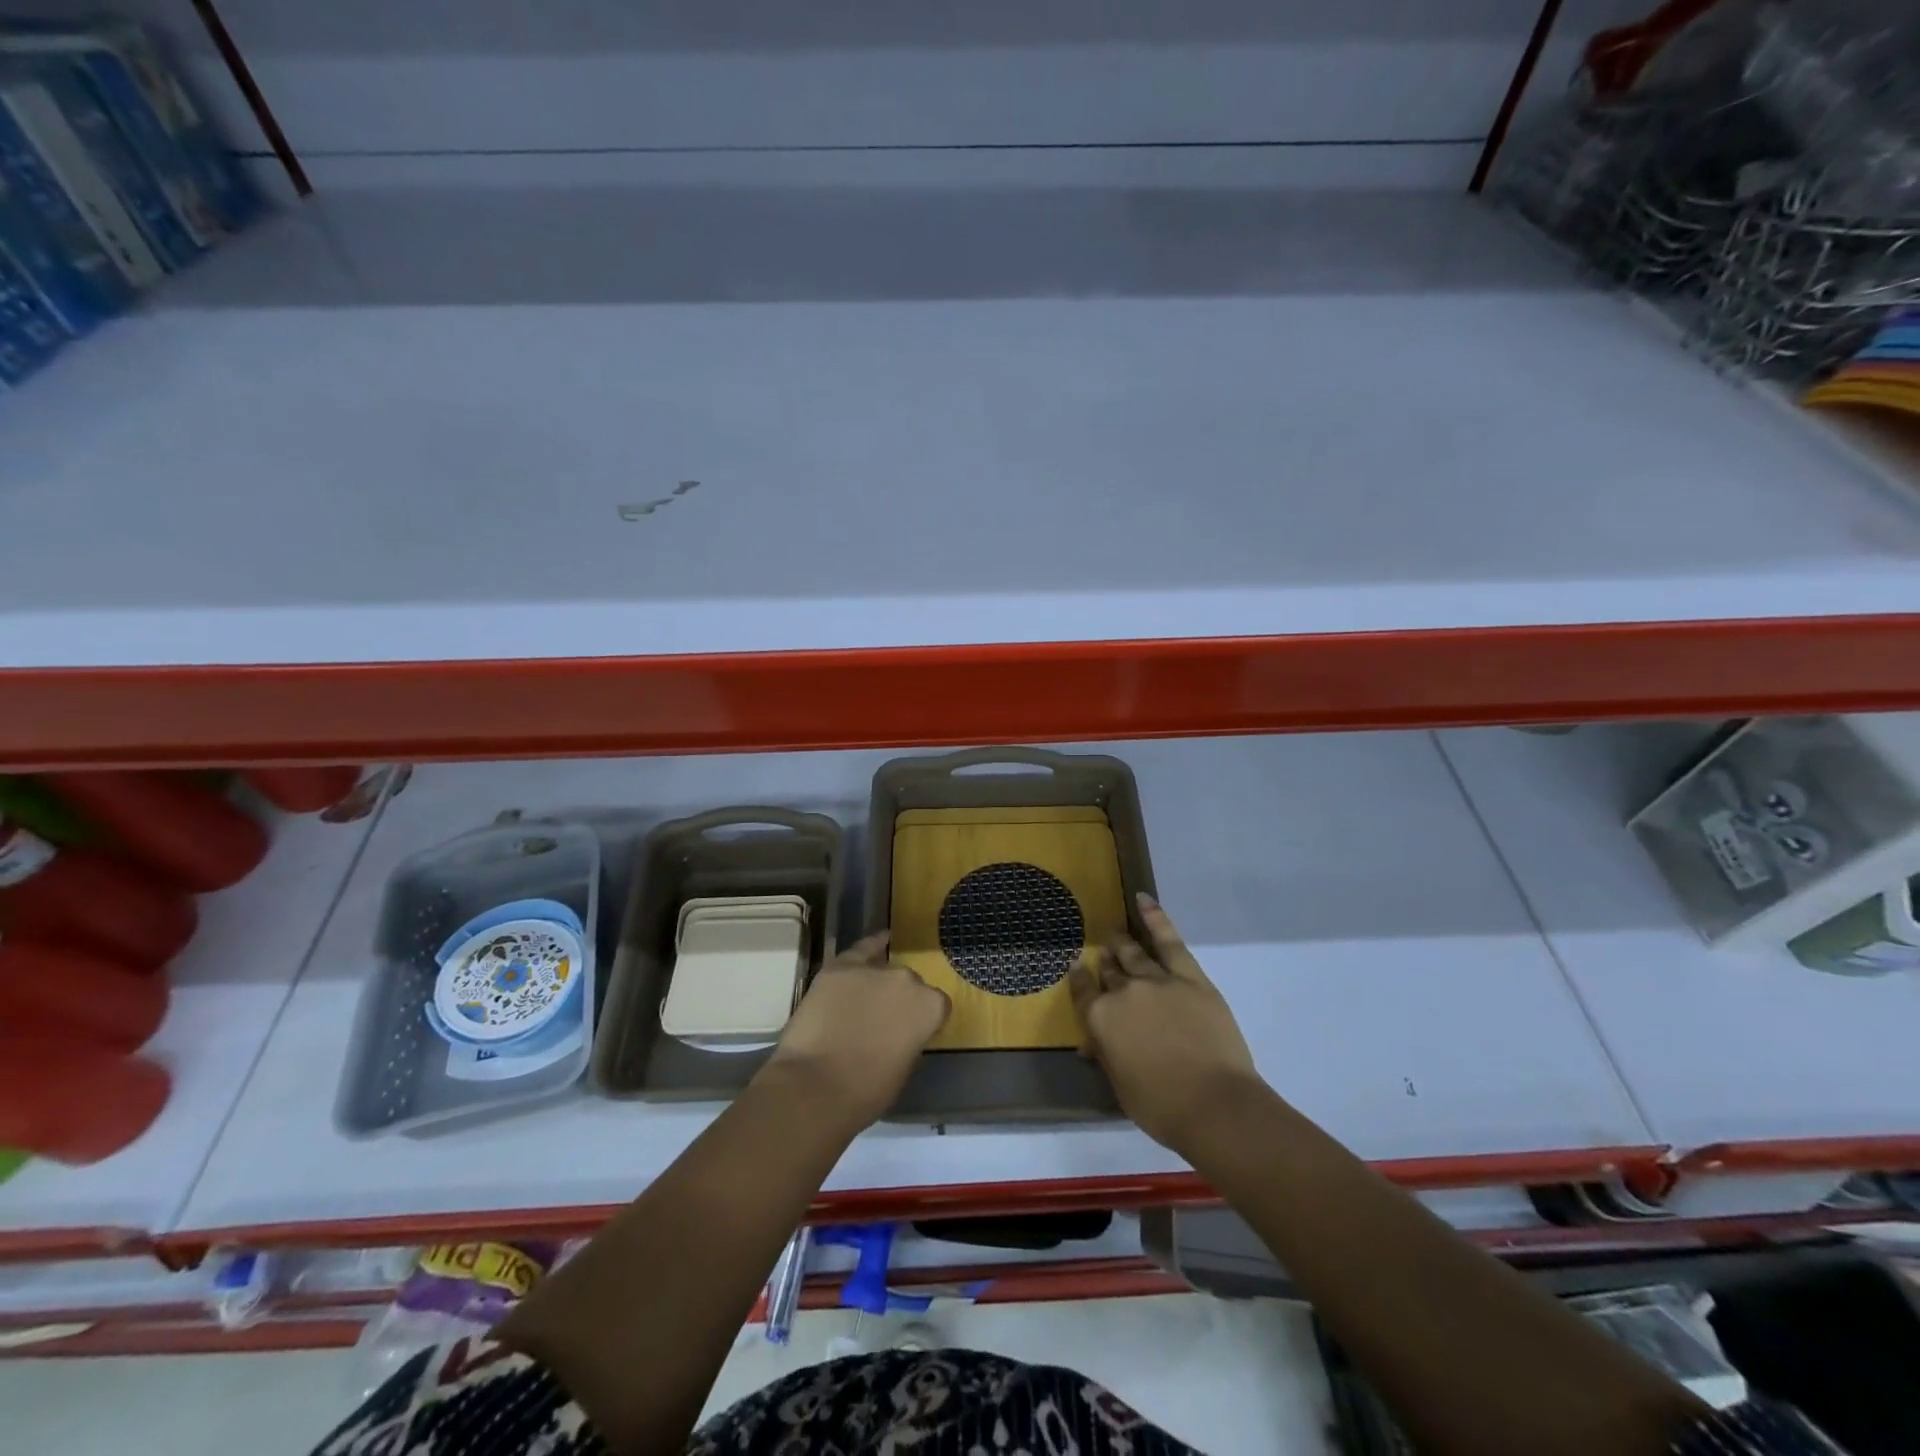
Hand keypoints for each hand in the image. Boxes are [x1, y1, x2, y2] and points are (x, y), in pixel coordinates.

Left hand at [762, 932, 949, 1129]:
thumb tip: (902, 1030)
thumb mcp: (904, 1067)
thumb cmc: (866, 1091)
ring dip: (877, 984)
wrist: (815, 1087)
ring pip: (883, 971)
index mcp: (930, 1007)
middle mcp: (907, 980)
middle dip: (898, 1000)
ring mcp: (873, 970)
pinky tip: (878, 941)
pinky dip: (869, 948)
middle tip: (882, 1024)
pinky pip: (860, 950)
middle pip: (909, 985)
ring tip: (862, 1003)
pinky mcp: (840, 967)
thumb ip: (910, 1038)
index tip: (909, 1034)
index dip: (921, 1021)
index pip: (936, 1005)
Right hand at [1070, 894, 1266, 1153]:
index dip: (1079, 979)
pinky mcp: (1189, 977)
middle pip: (1109, 970)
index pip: (1083, 991)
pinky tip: (1143, 900)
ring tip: (1115, 934)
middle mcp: (1122, 991)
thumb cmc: (1160, 1106)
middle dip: (1104, 961)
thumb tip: (1090, 1043)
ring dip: (1121, 942)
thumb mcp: (1120, 1085)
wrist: (1213, 1105)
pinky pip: (1168, 940)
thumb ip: (1105, 1055)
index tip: (1076, 967)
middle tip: (1103, 953)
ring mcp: (1156, 979)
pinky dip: (1155, 917)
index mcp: (1100, 1019)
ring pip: (1133, 953)